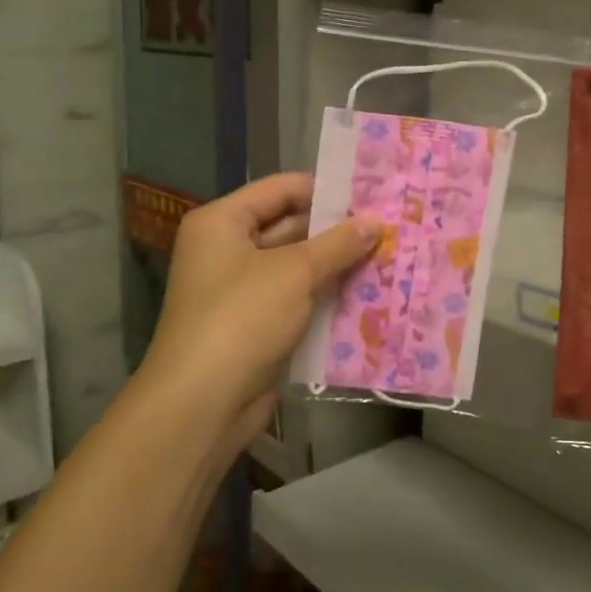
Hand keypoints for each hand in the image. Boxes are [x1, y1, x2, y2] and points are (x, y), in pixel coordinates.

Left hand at [138, 173, 377, 437]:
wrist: (203, 402)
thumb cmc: (243, 317)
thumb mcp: (295, 272)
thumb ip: (338, 244)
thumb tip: (375, 221)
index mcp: (222, 222)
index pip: (280, 189)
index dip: (324, 189)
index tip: (371, 194)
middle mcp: (227, 250)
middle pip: (289, 227)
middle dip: (336, 231)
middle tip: (387, 227)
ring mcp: (240, 290)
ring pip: (296, 267)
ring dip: (335, 266)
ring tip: (387, 256)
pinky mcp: (254, 325)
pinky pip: (296, 300)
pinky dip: (325, 297)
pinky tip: (367, 295)